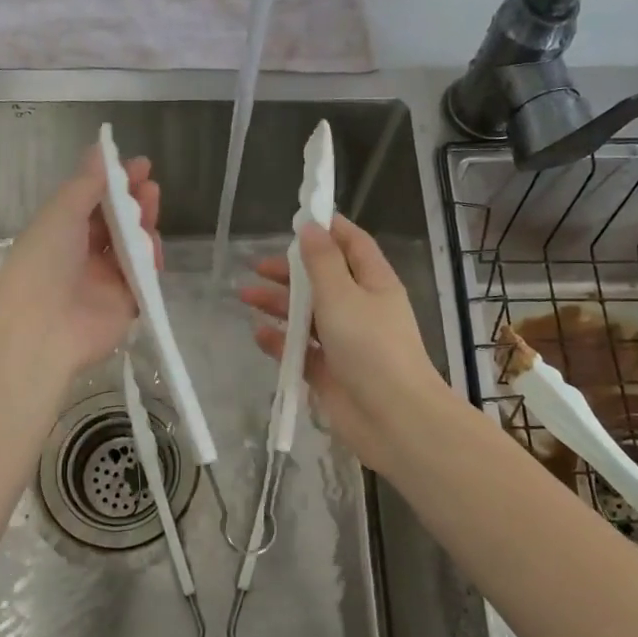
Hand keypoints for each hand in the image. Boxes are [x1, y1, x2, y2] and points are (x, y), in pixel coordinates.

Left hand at [0, 144, 160, 381]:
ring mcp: (105, 281)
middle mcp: (81, 256)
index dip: (114, 182)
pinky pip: (144, 276)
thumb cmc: (43, 263)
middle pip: (116, 223)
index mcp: (59, 233)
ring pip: (132, 246)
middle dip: (133, 201)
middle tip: (150, 185)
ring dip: (144, 224)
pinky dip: (151, 259)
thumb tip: (101, 149)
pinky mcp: (125, 304)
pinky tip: (153, 245)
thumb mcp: (60, 213)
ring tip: (153, 206)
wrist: (43, 329)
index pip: (92, 202)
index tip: (139, 165)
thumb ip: (86, 183)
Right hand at [238, 214, 450, 472]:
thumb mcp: (342, 295)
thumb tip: (310, 227)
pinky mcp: (330, 372)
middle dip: (291, 270)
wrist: (392, 418)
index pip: (353, 244)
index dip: (329, 229)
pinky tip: (258, 334)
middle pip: (323, 279)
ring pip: (308, 315)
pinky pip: (301, 350)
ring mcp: (345, 342)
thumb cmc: (370, 347)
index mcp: (374, 283)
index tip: (298, 218)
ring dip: (279, 304)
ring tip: (244, 296)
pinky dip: (281, 341)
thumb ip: (322, 261)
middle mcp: (361, 309)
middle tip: (257, 266)